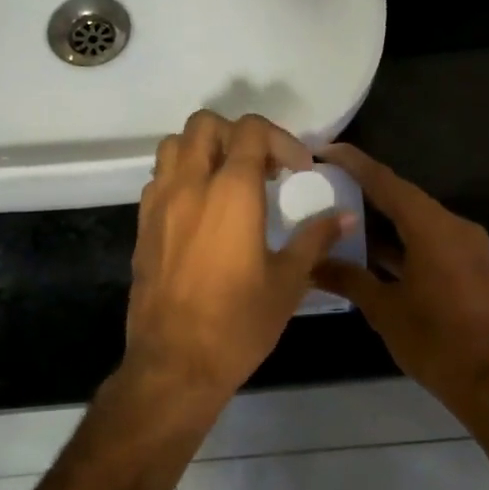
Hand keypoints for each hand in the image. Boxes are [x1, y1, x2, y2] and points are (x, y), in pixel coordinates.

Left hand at [124, 111, 352, 406]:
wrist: (175, 364)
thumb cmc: (239, 324)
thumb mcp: (288, 282)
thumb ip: (315, 239)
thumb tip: (345, 217)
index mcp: (231, 193)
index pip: (250, 131)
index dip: (280, 140)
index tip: (297, 170)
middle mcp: (190, 186)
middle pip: (205, 125)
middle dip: (238, 135)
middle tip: (263, 169)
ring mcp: (159, 205)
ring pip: (174, 146)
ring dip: (203, 150)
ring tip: (228, 182)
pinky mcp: (143, 227)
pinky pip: (159, 180)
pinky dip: (182, 177)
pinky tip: (203, 212)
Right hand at [312, 143, 488, 419]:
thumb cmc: (435, 341)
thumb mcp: (384, 309)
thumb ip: (348, 279)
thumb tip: (309, 265)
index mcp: (433, 229)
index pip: (388, 183)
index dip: (356, 164)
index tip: (325, 149)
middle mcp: (454, 227)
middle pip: (404, 198)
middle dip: (366, 189)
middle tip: (327, 182)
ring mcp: (465, 246)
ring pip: (416, 220)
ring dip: (383, 219)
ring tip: (341, 213)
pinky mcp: (468, 265)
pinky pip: (429, 240)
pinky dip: (401, 241)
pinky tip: (370, 249)